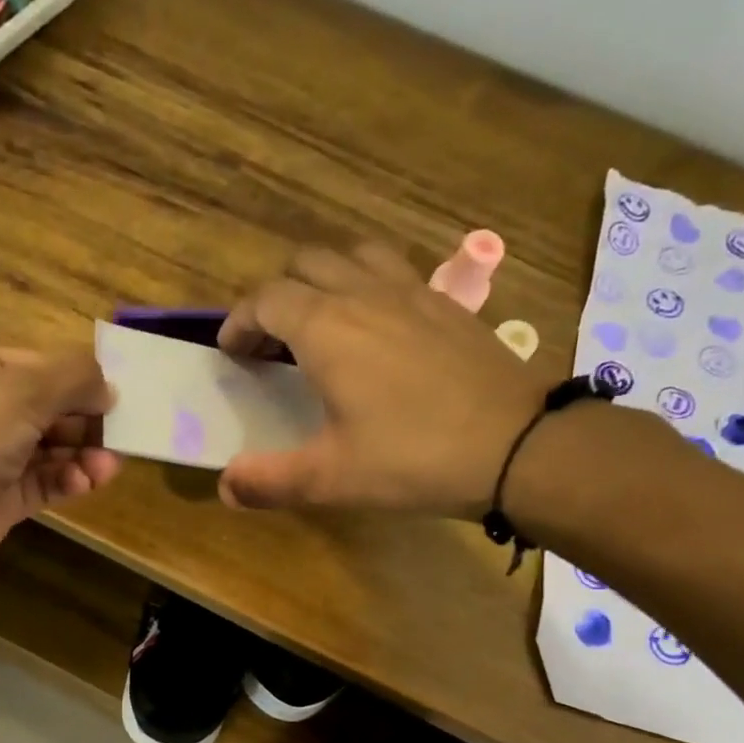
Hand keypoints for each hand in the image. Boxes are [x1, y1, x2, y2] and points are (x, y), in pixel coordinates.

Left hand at [0, 343, 120, 594]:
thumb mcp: (20, 389)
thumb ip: (73, 377)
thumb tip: (108, 387)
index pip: (30, 364)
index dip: (74, 378)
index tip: (116, 395)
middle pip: (40, 408)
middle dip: (82, 419)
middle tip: (122, 433)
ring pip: (42, 450)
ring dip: (80, 453)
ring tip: (110, 465)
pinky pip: (37, 485)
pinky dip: (65, 481)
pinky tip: (88, 482)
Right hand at [216, 243, 562, 518]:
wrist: (518, 445)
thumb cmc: (413, 458)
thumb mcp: (331, 479)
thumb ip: (269, 481)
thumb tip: (225, 486)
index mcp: (327, 328)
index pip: (266, 299)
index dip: (239, 321)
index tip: (231, 352)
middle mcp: (365, 294)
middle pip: (306, 263)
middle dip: (276, 294)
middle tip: (270, 341)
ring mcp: (412, 292)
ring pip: (353, 256)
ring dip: (323, 279)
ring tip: (319, 322)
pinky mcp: (448, 304)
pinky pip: (394, 272)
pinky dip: (368, 285)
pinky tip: (377, 330)